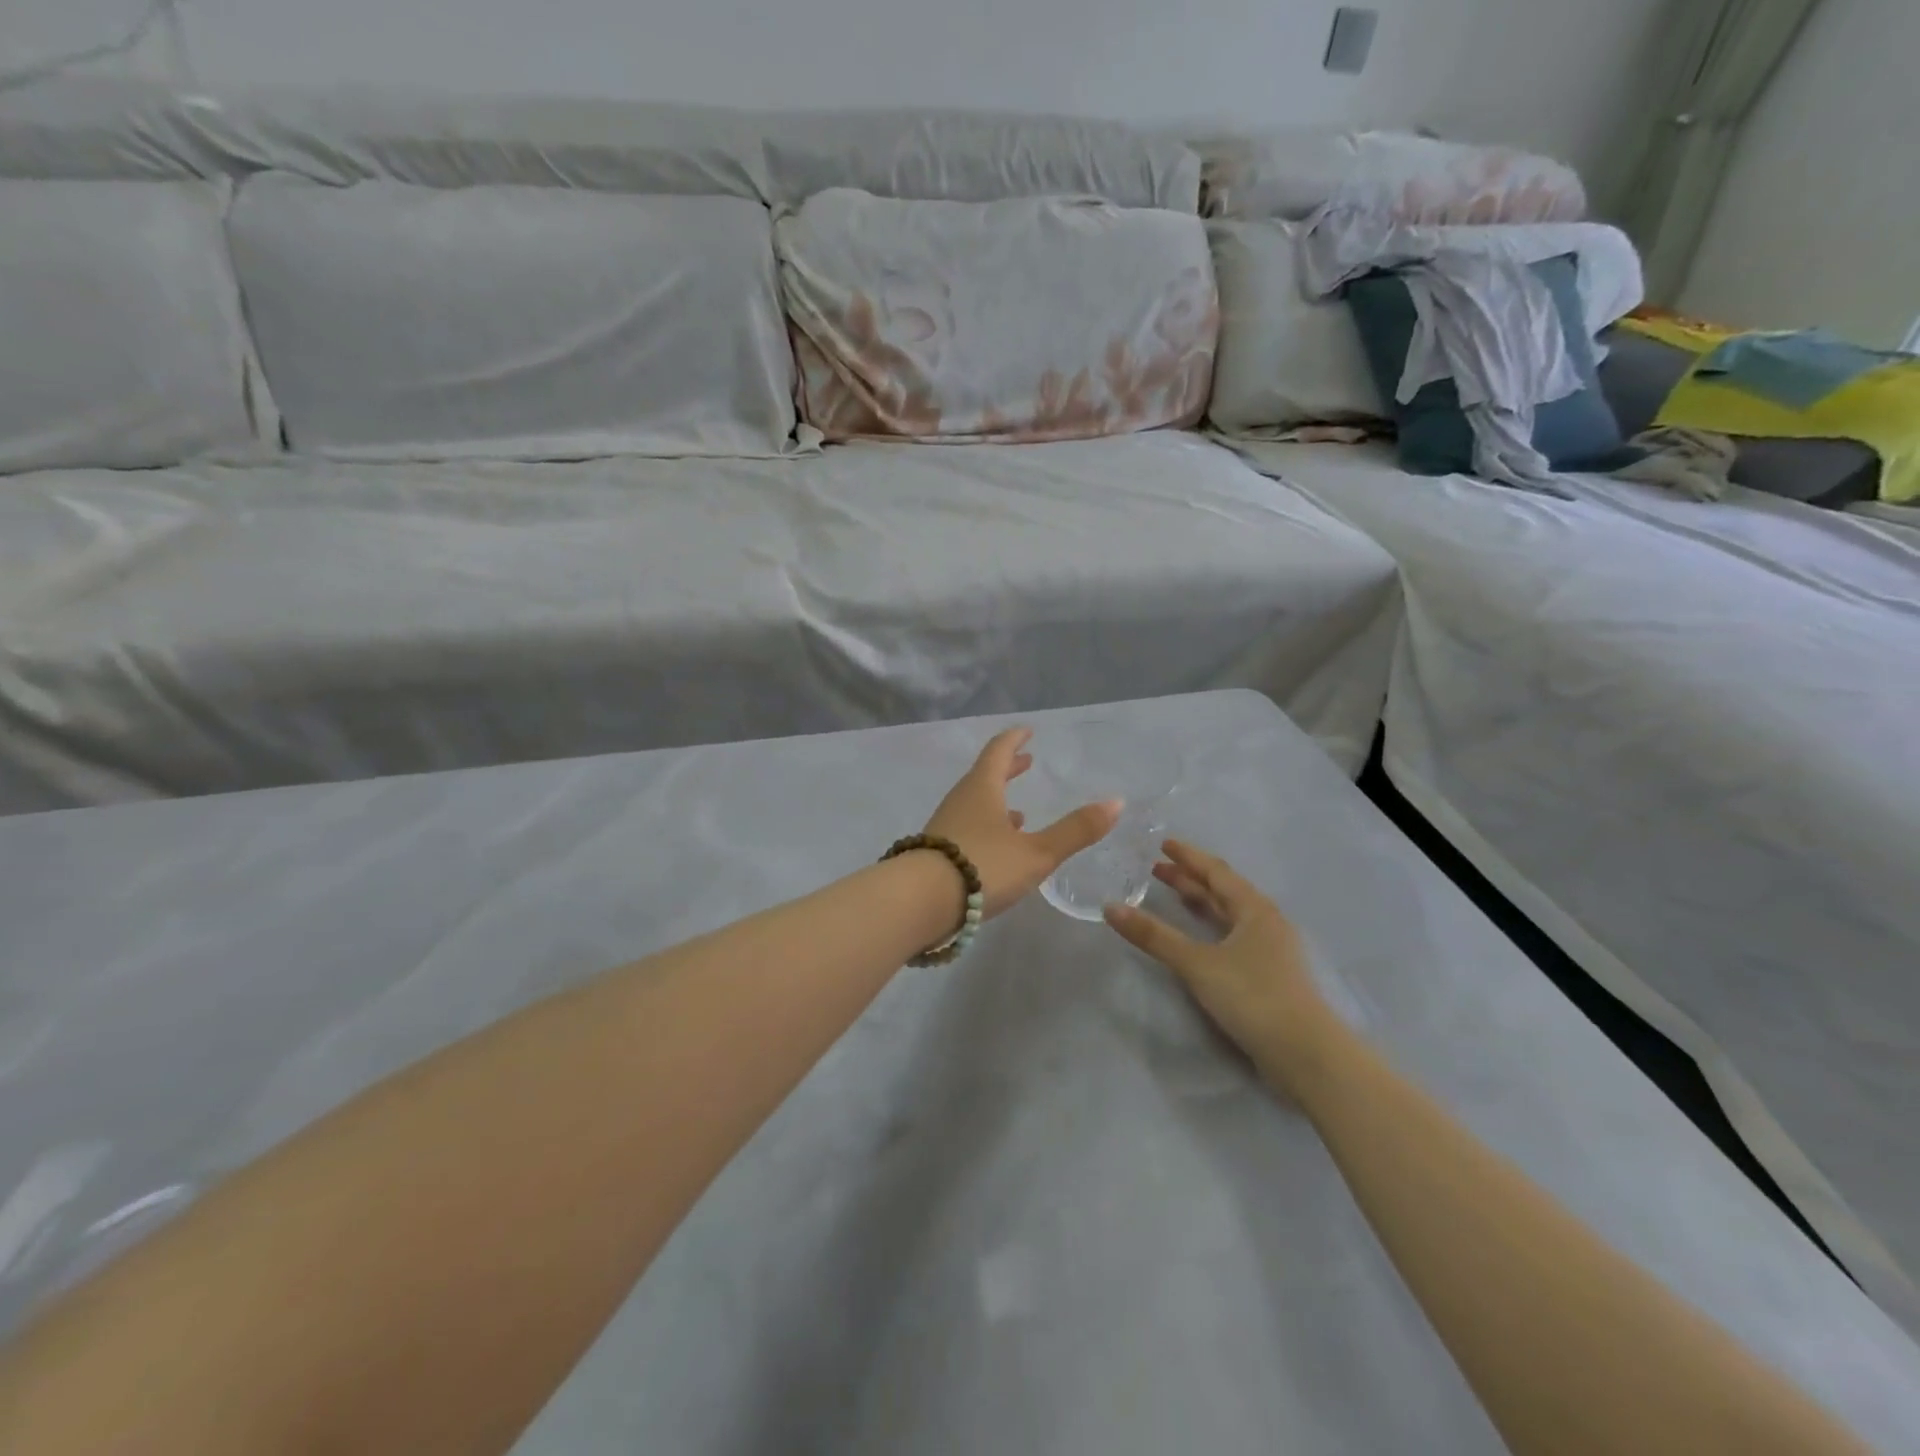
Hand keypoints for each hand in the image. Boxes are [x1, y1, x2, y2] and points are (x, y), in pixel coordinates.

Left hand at [924, 728, 1120, 918]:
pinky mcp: (936, 853)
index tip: (1027, 731)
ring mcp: (944, 827)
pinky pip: (966, 829)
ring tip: (1019, 813)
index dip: (1014, 740)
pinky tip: (996, 849)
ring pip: (974, 805)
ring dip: (996, 802)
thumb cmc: (982, 867)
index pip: (999, 751)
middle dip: (1007, 769)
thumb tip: (1116, 802)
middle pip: (984, 777)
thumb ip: (1075, 830)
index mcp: (982, 788)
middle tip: (1026, 762)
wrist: (919, 902)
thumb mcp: (1037, 852)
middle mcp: (960, 800)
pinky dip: (985, 829)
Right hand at [1104, 841, 1331, 1086]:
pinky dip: (1211, 928)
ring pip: (1230, 915)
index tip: (1163, 844)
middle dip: (1190, 879)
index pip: (1216, 872)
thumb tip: (1110, 907)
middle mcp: (1266, 922)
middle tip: (1157, 870)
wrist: (1306, 1054)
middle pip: (1224, 891)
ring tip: (1174, 896)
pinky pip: (1234, 937)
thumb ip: (1154, 936)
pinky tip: (1199, 939)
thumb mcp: (1197, 964)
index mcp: (1255, 909)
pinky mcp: (1270, 976)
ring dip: (1202, 903)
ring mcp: (1271, 950)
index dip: (1188, 857)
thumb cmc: (1253, 997)